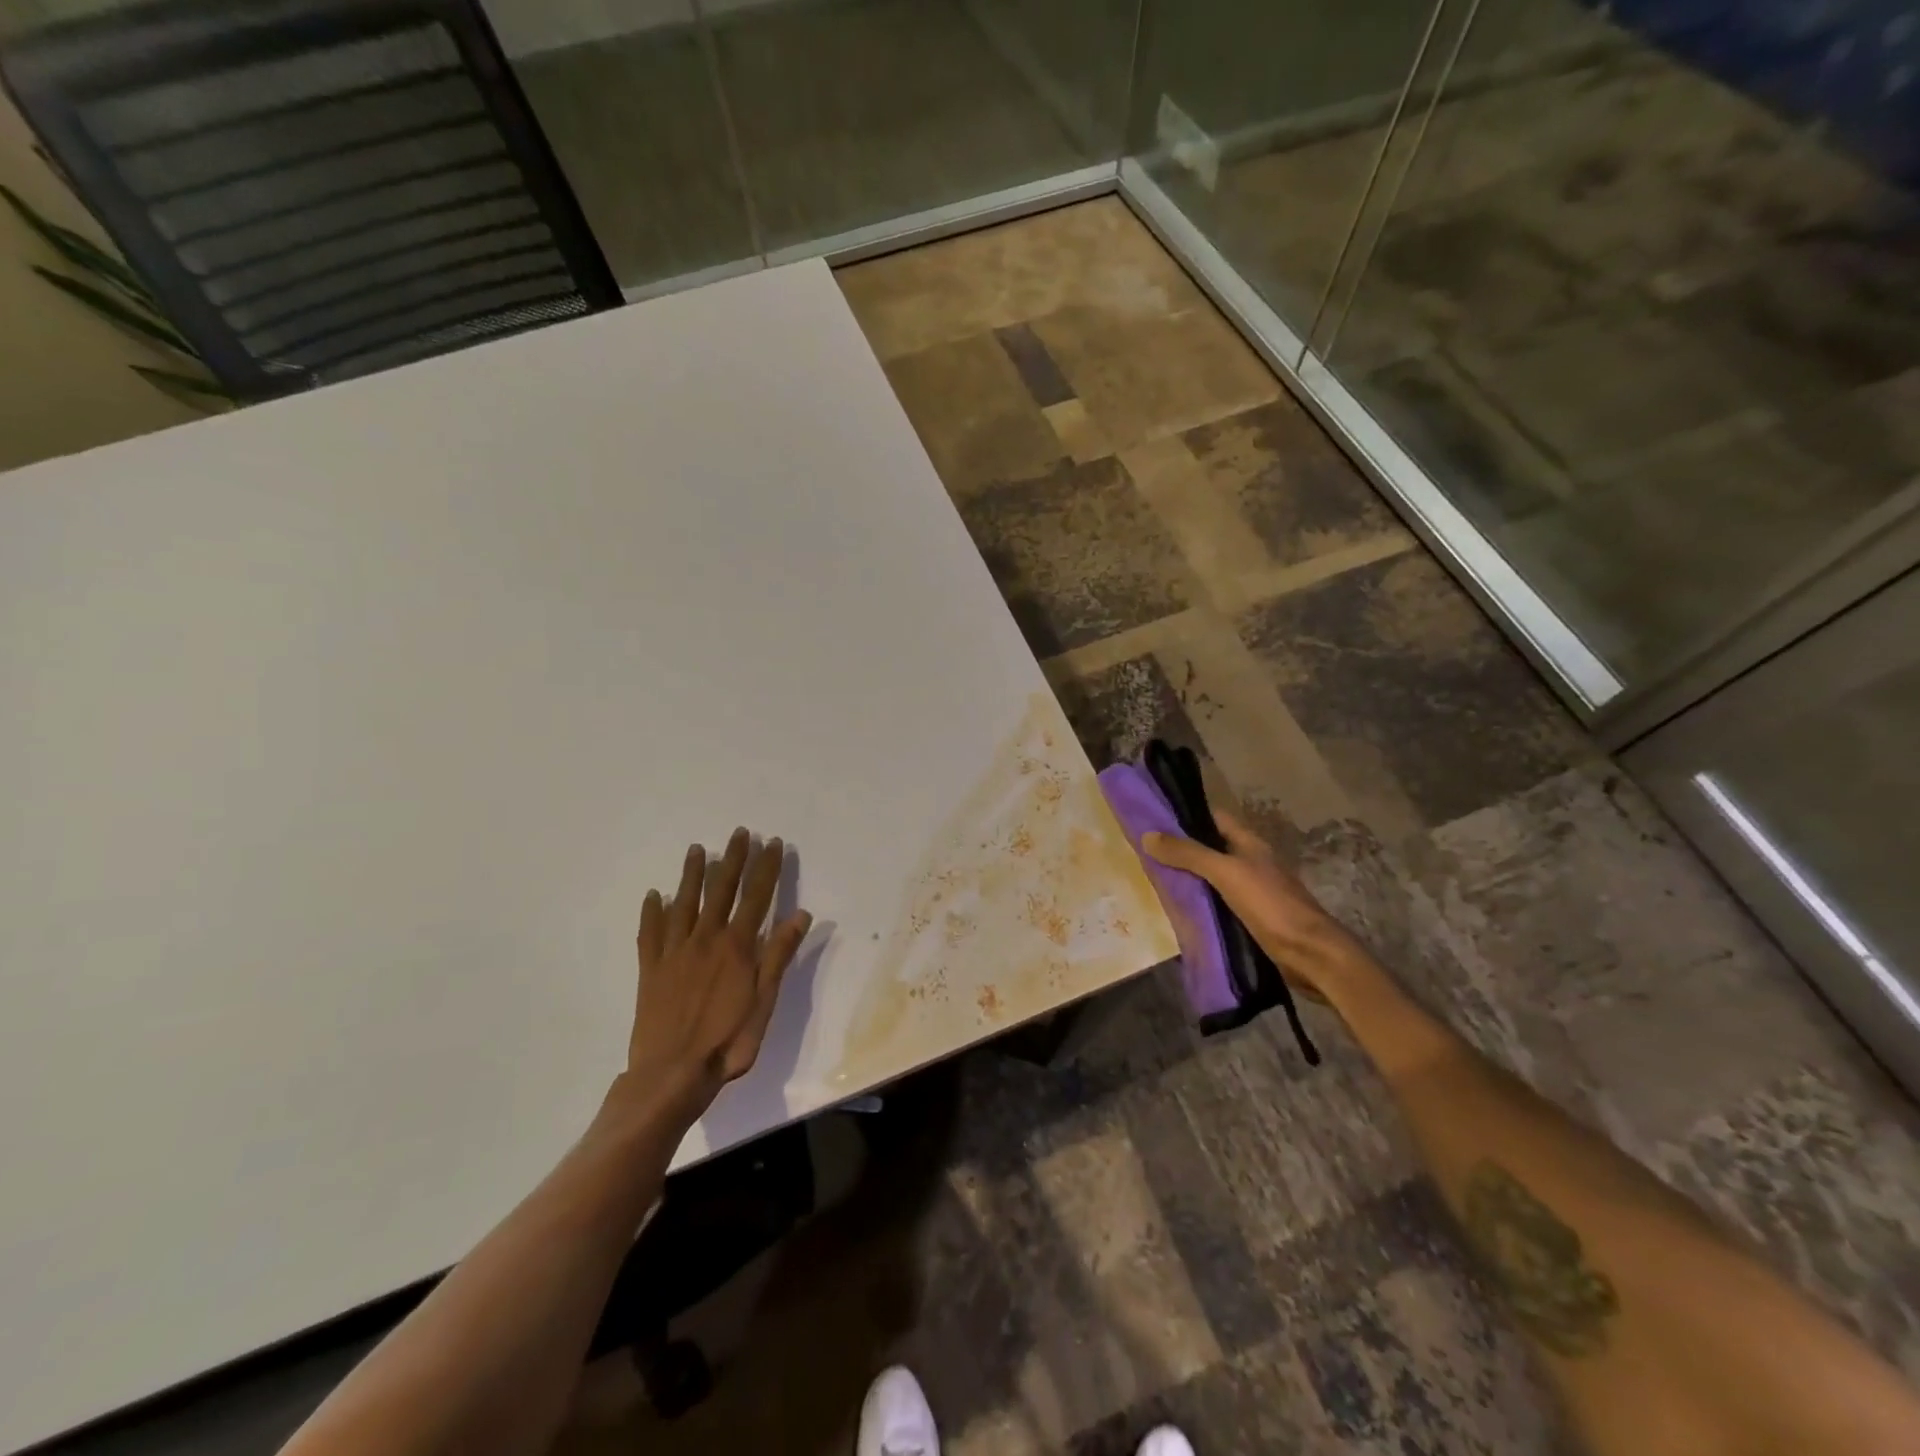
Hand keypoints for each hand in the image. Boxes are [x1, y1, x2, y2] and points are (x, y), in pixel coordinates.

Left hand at [624, 828, 812, 1119]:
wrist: (671, 1074)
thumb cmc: (727, 1042)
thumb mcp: (764, 1002)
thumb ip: (778, 956)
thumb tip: (799, 914)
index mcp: (736, 947)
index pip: (756, 897)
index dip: (766, 868)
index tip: (773, 843)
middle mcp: (705, 940)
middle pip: (721, 891)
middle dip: (733, 860)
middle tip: (740, 833)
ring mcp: (675, 952)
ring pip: (684, 903)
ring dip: (692, 874)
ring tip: (698, 849)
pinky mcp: (651, 969)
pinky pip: (651, 933)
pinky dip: (652, 911)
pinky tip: (654, 895)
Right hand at [1142, 810, 1371, 1006]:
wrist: (1310, 955)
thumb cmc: (1270, 905)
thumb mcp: (1226, 873)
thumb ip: (1189, 854)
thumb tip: (1148, 836)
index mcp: (1250, 844)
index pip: (1215, 817)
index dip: (1188, 814)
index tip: (1155, 816)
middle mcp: (1251, 862)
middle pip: (1212, 847)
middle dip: (1183, 848)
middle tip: (1146, 851)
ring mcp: (1253, 891)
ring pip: (1214, 876)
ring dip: (1190, 877)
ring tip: (1154, 878)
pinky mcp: (1251, 917)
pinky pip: (1219, 902)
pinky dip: (1201, 902)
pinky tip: (1180, 908)